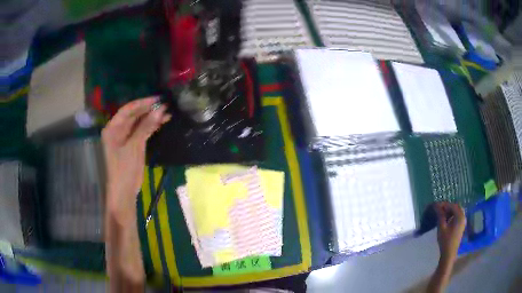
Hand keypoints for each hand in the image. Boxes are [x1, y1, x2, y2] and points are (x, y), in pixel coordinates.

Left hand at [102, 97, 170, 223]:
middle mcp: (117, 130)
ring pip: (139, 123)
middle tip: (166, 105)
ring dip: (151, 118)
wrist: (124, 192)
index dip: (143, 103)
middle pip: (134, 115)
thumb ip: (146, 127)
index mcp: (112, 128)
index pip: (128, 110)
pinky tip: (161, 123)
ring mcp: (124, 137)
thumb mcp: (135, 146)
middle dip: (149, 110)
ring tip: (167, 113)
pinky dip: (151, 127)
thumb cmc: (124, 168)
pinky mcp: (131, 145)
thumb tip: (160, 109)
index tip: (158, 99)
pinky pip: (141, 132)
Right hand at [434, 202, 466, 260]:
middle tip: (439, 210)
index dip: (444, 205)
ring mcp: (463, 221)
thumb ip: (440, 215)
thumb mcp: (441, 227)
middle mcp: (463, 216)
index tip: (436, 206)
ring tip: (442, 214)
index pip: (452, 205)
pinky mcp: (461, 225)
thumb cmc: (445, 240)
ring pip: (457, 211)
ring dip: (450, 211)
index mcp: (460, 216)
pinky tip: (446, 219)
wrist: (449, 254)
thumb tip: (436, 205)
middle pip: (455, 207)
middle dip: (447, 207)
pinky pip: (457, 216)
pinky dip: (452, 215)